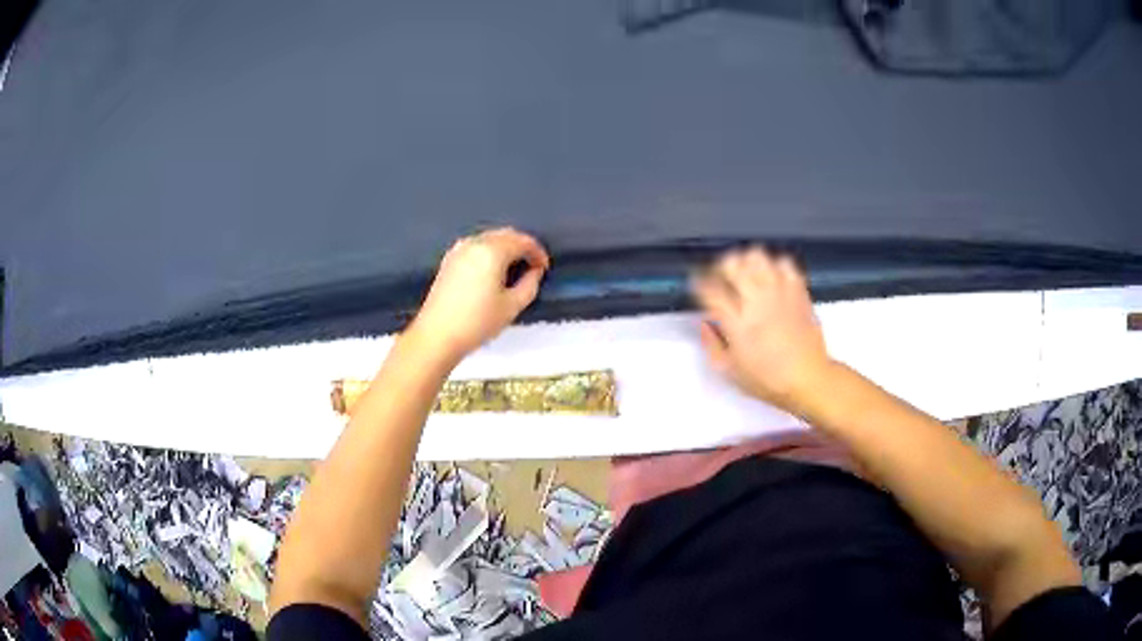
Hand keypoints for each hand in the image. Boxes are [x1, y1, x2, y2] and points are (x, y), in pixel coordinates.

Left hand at [408, 228, 549, 361]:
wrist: (436, 335)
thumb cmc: (477, 322)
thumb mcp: (512, 306)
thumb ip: (530, 284)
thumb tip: (534, 271)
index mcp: (492, 251)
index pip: (522, 241)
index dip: (537, 252)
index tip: (544, 267)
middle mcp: (475, 243)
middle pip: (505, 234)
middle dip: (522, 246)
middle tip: (532, 265)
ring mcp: (459, 249)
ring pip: (489, 238)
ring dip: (505, 247)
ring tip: (514, 268)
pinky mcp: (449, 260)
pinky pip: (476, 246)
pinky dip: (489, 251)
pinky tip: (492, 270)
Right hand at [692, 247, 830, 410]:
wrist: (809, 379)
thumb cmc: (768, 380)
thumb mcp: (730, 372)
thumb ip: (711, 345)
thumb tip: (704, 324)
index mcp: (737, 323)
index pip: (710, 289)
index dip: (700, 282)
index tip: (699, 284)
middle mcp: (756, 302)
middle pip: (732, 264)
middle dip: (722, 266)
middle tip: (722, 277)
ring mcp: (779, 294)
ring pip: (757, 257)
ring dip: (747, 261)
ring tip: (748, 273)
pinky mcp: (798, 291)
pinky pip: (785, 264)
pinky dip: (775, 265)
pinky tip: (773, 277)